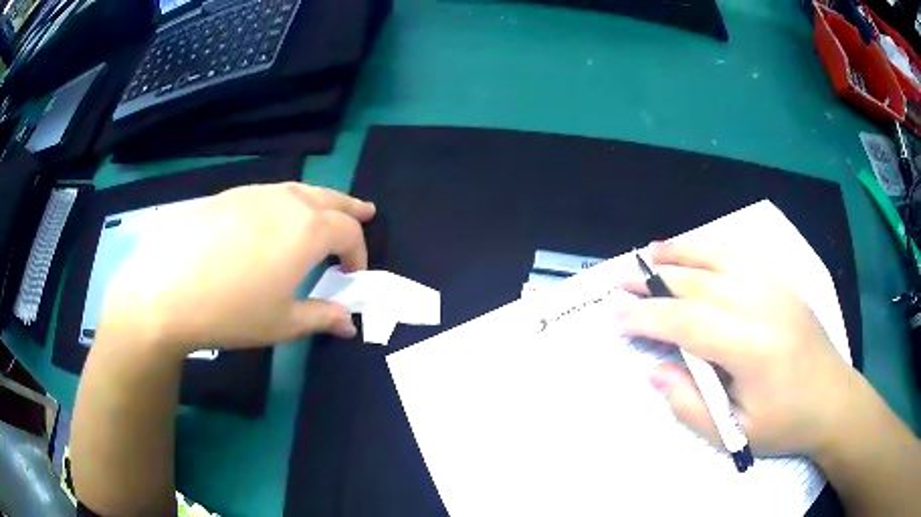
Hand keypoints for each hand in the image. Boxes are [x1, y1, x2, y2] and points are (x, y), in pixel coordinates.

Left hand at [99, 182, 375, 353]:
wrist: (165, 290)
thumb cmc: (231, 311)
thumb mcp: (282, 323)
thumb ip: (322, 317)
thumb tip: (350, 322)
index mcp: (306, 230)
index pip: (348, 232)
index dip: (359, 253)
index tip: (354, 275)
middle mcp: (285, 202)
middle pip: (329, 199)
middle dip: (350, 209)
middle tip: (366, 212)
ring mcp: (253, 194)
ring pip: (297, 191)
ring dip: (317, 202)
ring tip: (322, 213)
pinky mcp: (226, 196)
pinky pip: (267, 194)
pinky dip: (283, 203)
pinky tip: (271, 221)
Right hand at [619, 240, 856, 456]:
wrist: (834, 400)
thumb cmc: (785, 423)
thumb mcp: (734, 432)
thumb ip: (690, 404)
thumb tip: (655, 370)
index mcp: (751, 346)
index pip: (687, 321)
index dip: (647, 317)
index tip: (616, 317)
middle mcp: (763, 304)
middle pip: (698, 282)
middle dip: (655, 280)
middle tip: (622, 280)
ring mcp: (776, 286)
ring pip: (720, 256)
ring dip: (682, 251)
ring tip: (652, 251)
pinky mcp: (784, 282)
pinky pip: (743, 254)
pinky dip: (713, 248)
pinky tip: (698, 250)